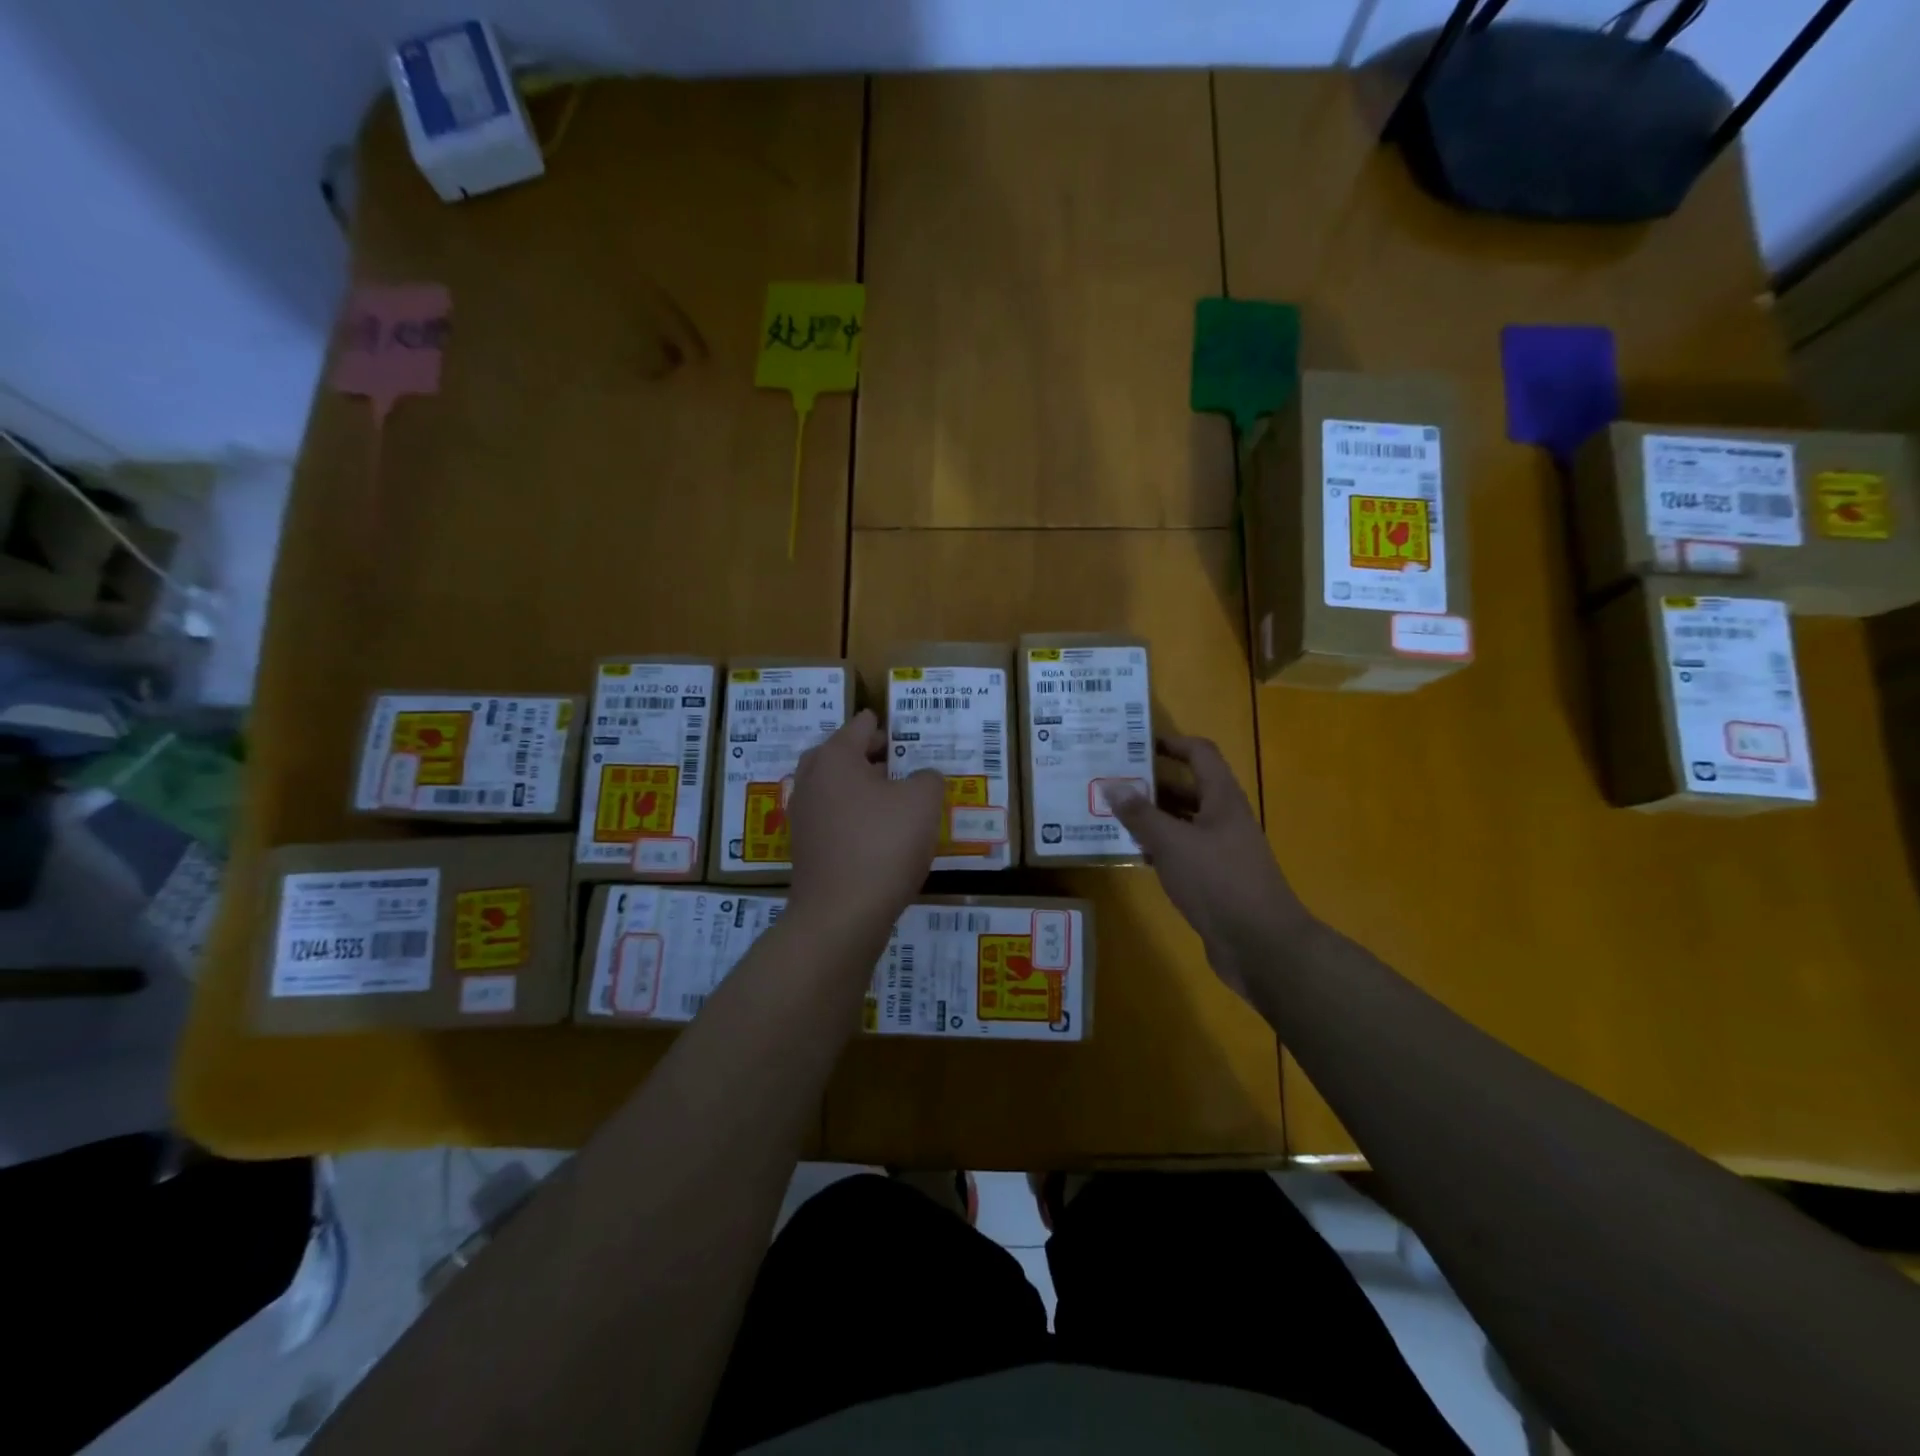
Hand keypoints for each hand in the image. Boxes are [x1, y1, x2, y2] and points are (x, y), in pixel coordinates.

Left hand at [787, 709, 944, 939]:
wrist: (841, 915)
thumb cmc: (883, 845)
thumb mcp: (923, 802)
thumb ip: (928, 778)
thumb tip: (921, 779)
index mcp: (835, 757)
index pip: (861, 726)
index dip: (884, 725)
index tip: (902, 728)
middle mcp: (811, 780)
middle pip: (841, 754)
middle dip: (869, 754)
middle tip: (899, 758)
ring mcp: (803, 816)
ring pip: (836, 788)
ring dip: (862, 786)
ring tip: (894, 795)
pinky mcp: (805, 848)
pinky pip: (833, 818)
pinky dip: (854, 815)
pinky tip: (879, 831)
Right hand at [1107, 735, 1310, 1002]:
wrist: (1260, 944)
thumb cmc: (1218, 881)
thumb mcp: (1172, 843)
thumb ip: (1141, 814)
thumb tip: (1113, 785)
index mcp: (1222, 799)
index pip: (1200, 754)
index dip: (1172, 743)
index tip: (1136, 744)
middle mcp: (1224, 818)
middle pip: (1188, 788)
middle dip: (1152, 783)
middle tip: (1112, 781)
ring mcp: (1221, 850)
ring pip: (1182, 822)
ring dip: (1152, 817)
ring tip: (1112, 815)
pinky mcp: (1214, 879)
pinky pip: (1182, 851)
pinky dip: (1159, 847)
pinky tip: (1133, 853)